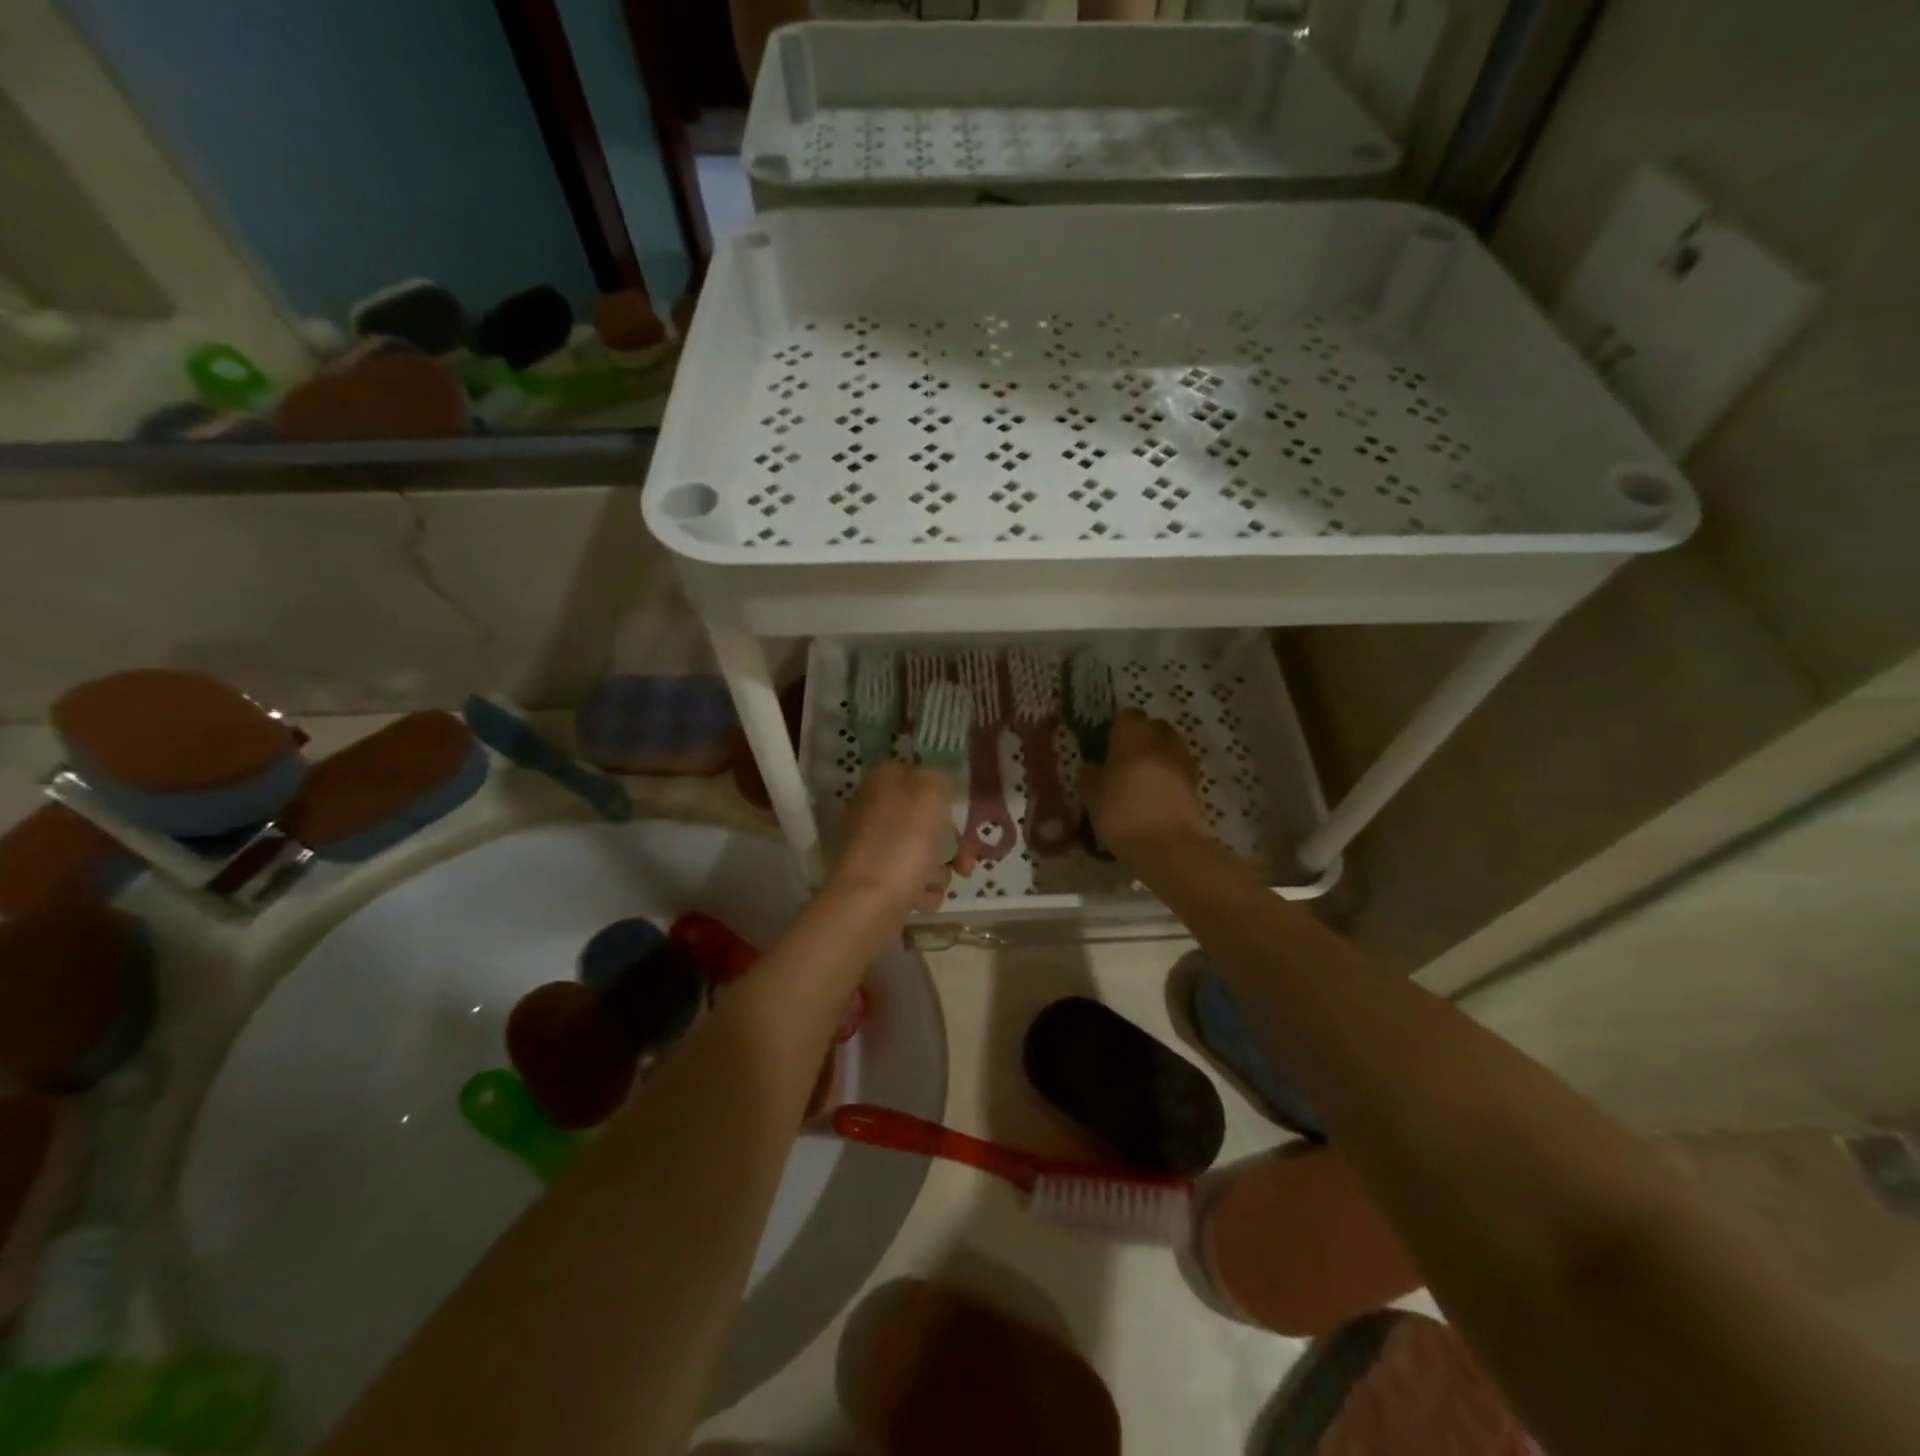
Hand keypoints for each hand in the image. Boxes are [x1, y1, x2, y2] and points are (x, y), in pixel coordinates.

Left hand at [832, 762, 973, 914]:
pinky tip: (922, 898)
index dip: (941, 795)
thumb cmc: (906, 838)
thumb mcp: (931, 789)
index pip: (916, 776)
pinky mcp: (874, 880)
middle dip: (949, 843)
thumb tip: (932, 784)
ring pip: (920, 852)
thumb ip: (936, 777)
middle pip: (923, 820)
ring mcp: (872, 847)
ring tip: (937, 882)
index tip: (958, 814)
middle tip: (963, 861)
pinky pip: (910, 881)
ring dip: (938, 870)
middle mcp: (873, 810)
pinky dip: (921, 890)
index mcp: (882, 781)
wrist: (871, 900)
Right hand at [1081, 710, 1209, 861]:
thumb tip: (1092, 766)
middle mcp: (1161, 741)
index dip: (1116, 728)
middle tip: (1123, 761)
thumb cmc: (1122, 815)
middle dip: (1141, 738)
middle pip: (1153, 727)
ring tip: (1141, 781)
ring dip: (1157, 757)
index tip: (1105, 745)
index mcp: (1133, 737)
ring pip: (1169, 748)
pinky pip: (1179, 770)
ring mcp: (1183, 761)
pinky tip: (1156, 797)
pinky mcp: (1196, 784)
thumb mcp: (1092, 797)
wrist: (1167, 847)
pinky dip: (1169, 776)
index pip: (1127, 715)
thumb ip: (1090, 775)